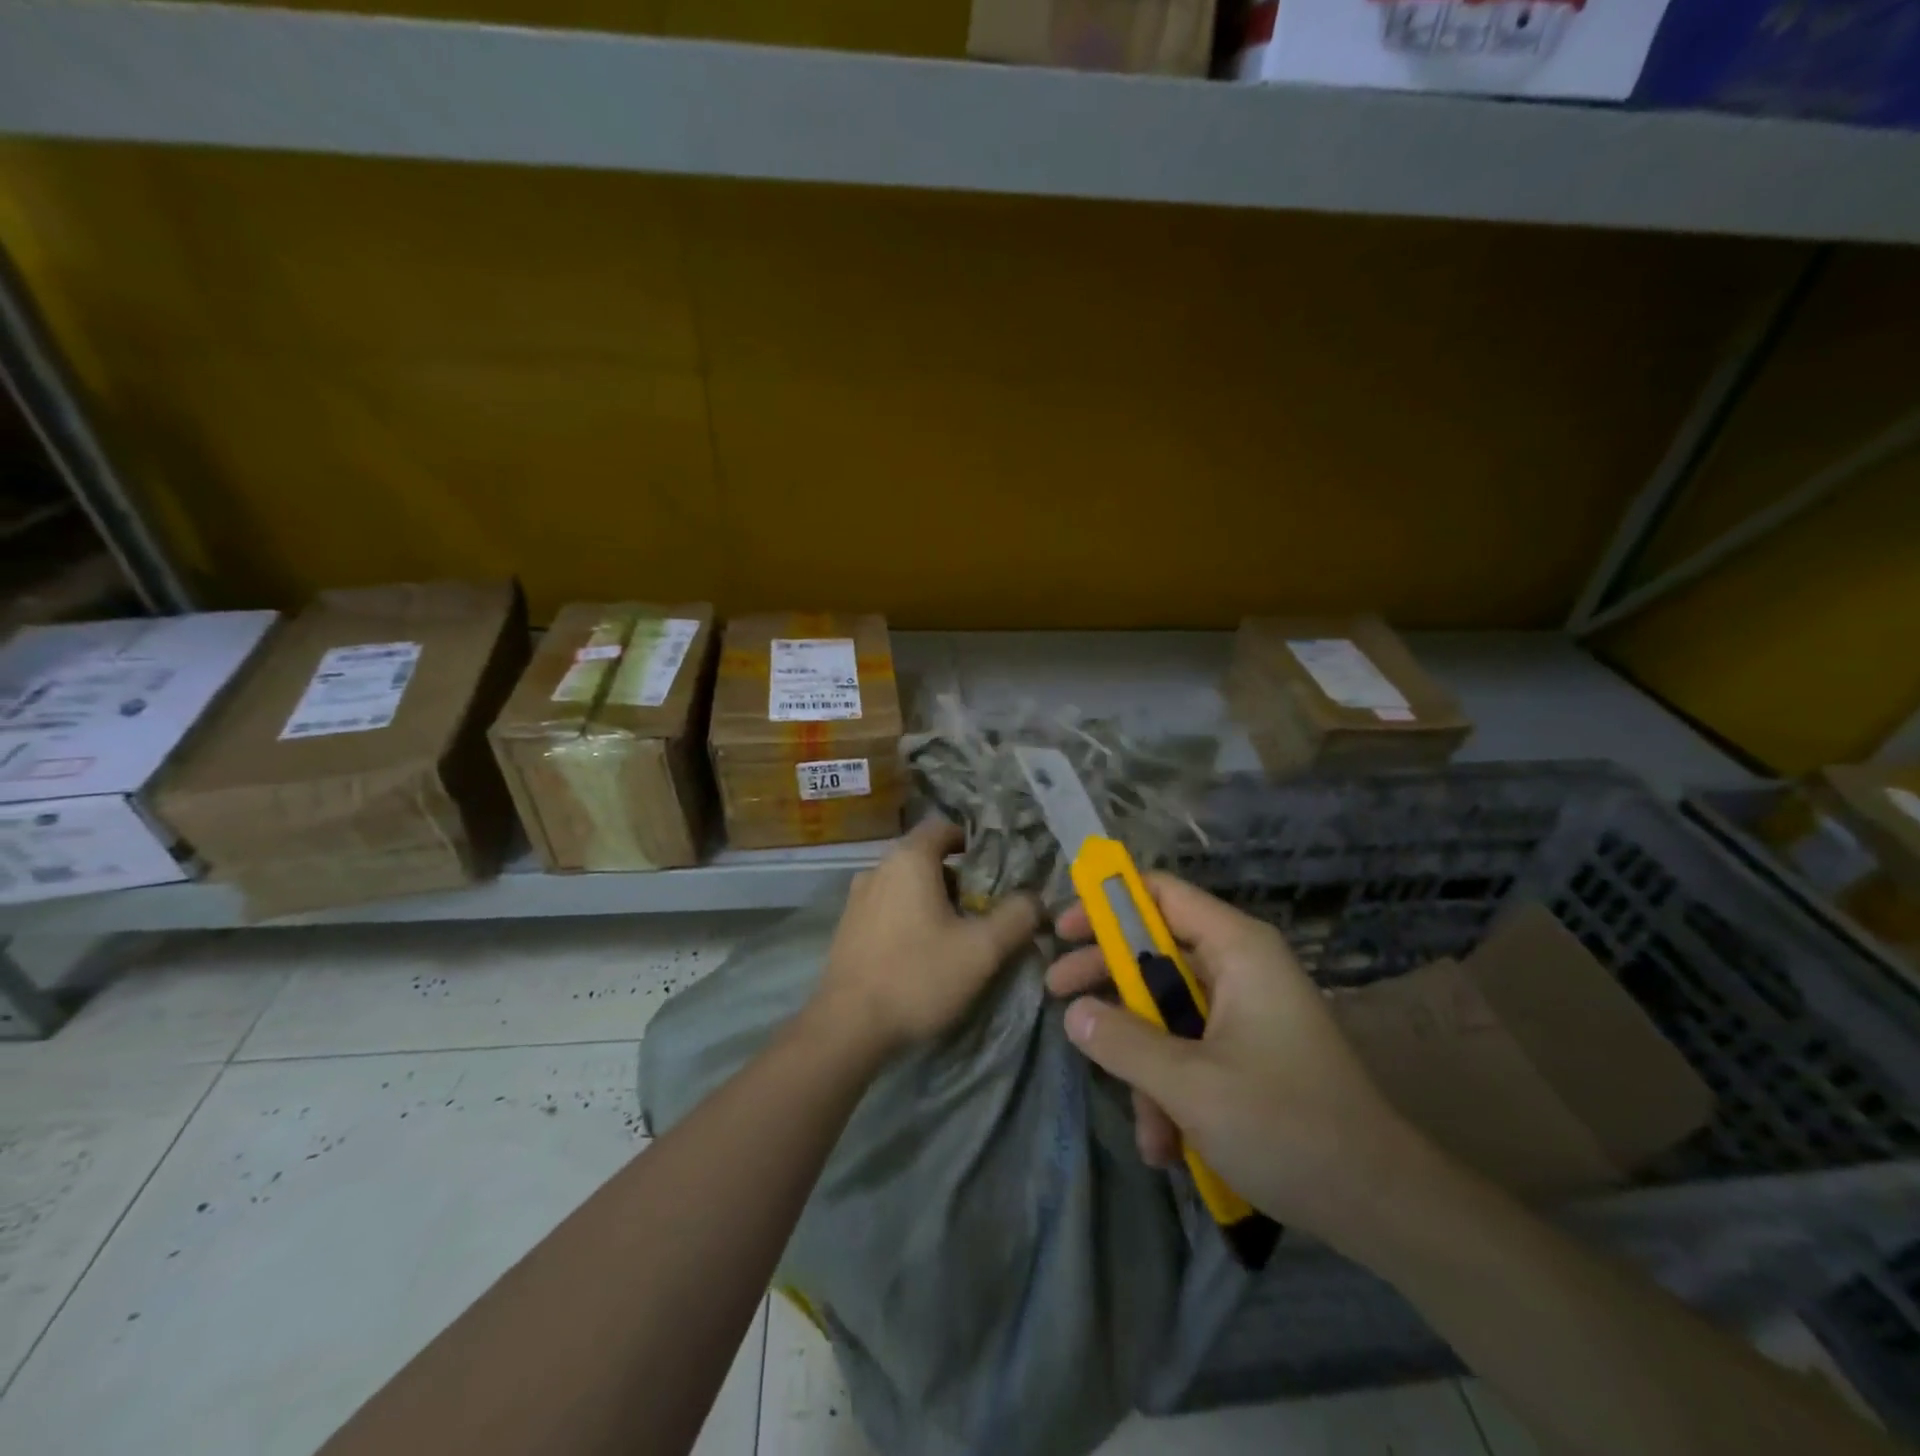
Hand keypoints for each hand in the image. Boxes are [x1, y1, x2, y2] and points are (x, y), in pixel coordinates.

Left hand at [811, 817, 1040, 1059]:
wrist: (847, 1026)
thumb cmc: (918, 976)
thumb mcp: (982, 950)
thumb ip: (1016, 917)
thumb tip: (1035, 899)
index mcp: (909, 859)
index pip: (943, 827)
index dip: (972, 842)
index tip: (995, 871)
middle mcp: (878, 868)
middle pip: (925, 857)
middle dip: (957, 878)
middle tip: (982, 909)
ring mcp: (857, 897)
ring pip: (905, 884)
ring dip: (933, 899)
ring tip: (956, 934)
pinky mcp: (847, 926)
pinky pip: (887, 906)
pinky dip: (909, 916)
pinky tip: (921, 952)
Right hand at [1047, 873, 1417, 1238]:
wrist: (1382, 1207)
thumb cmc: (1287, 1126)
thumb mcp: (1190, 1084)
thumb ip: (1122, 1041)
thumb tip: (1074, 1012)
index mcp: (1237, 949)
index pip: (1161, 893)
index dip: (1107, 904)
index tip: (1063, 930)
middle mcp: (1241, 968)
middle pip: (1156, 953)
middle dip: (1109, 986)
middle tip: (1059, 999)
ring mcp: (1247, 1013)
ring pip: (1169, 1013)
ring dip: (1144, 1064)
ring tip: (1146, 1129)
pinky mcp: (1251, 1054)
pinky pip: (1192, 1050)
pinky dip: (1172, 1089)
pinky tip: (1168, 1146)